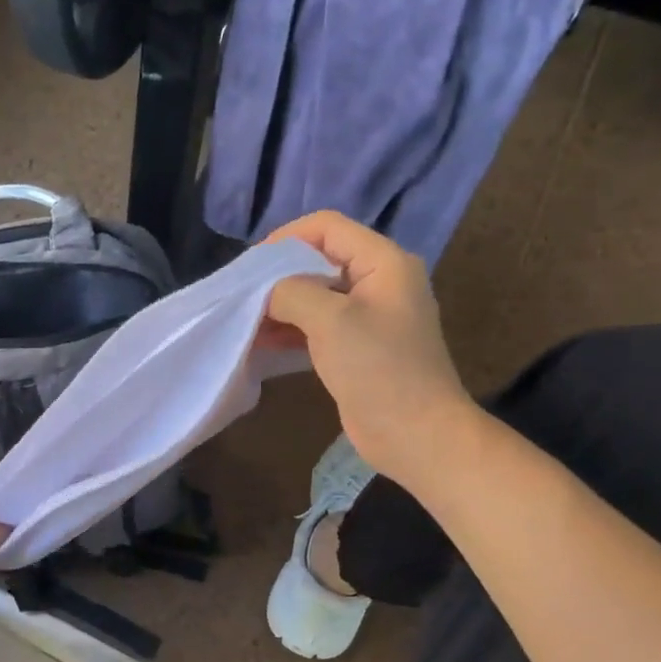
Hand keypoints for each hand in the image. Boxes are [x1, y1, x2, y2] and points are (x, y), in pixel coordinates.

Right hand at [261, 211, 478, 486]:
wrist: (416, 434)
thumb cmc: (378, 369)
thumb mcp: (331, 321)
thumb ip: (292, 293)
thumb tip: (268, 292)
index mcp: (383, 262)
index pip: (327, 227)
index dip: (286, 238)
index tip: (251, 267)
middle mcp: (379, 281)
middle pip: (320, 259)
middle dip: (279, 275)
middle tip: (244, 295)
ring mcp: (370, 316)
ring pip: (316, 294)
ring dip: (281, 305)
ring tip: (247, 321)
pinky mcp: (359, 347)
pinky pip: (319, 325)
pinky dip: (291, 329)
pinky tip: (262, 342)